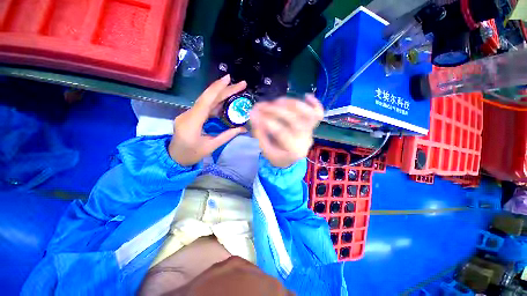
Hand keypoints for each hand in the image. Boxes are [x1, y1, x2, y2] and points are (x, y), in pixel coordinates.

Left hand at [168, 75, 247, 165]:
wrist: (174, 157)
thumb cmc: (192, 154)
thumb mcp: (211, 147)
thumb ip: (227, 136)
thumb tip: (243, 128)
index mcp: (191, 123)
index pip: (205, 101)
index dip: (217, 89)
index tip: (228, 79)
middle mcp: (188, 114)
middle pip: (208, 98)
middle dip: (224, 89)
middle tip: (241, 84)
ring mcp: (189, 114)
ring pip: (207, 100)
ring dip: (222, 94)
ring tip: (237, 90)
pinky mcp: (191, 115)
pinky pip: (205, 106)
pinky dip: (217, 102)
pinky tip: (227, 100)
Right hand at [250, 95, 323, 167]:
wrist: (291, 159)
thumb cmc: (277, 156)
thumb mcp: (265, 150)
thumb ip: (259, 133)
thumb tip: (253, 114)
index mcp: (293, 150)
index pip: (280, 132)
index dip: (266, 120)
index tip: (254, 112)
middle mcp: (305, 139)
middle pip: (294, 120)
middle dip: (275, 110)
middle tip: (262, 105)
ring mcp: (311, 131)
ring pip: (307, 113)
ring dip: (291, 103)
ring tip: (276, 101)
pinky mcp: (313, 126)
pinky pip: (319, 113)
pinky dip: (315, 103)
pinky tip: (306, 95)